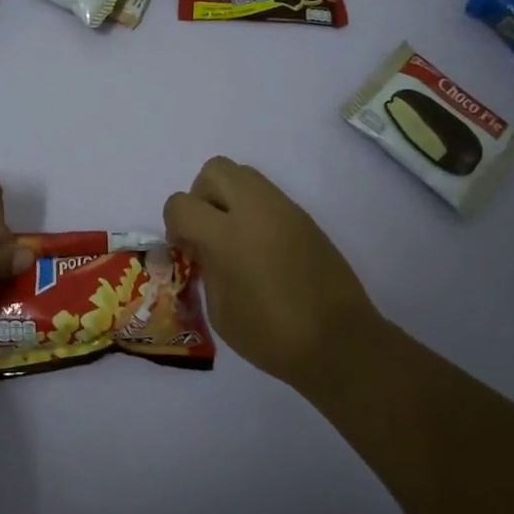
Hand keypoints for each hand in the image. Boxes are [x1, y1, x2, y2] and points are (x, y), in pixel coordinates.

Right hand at [164, 156, 383, 392]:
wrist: (339, 342)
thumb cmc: (272, 337)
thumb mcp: (221, 312)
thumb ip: (206, 269)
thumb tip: (203, 248)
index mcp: (227, 237)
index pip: (181, 204)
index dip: (174, 225)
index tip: (186, 250)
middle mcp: (255, 211)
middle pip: (214, 170)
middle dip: (201, 196)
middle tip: (208, 231)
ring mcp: (284, 209)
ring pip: (244, 174)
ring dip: (229, 197)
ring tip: (234, 237)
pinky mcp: (304, 217)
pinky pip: (268, 195)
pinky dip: (254, 210)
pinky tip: (260, 247)